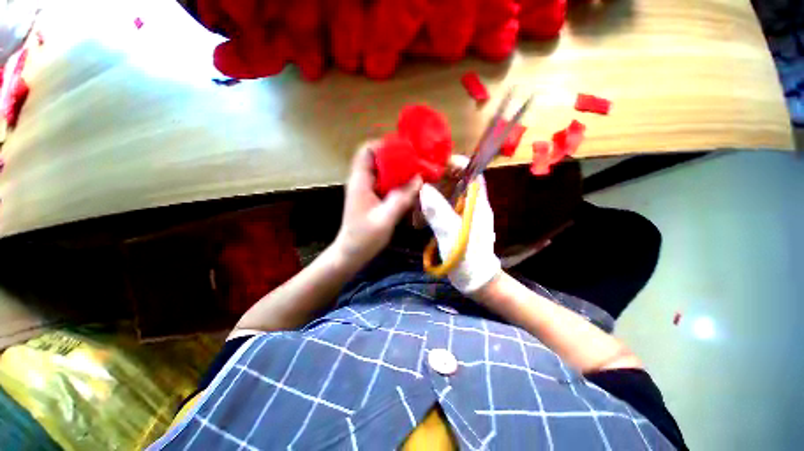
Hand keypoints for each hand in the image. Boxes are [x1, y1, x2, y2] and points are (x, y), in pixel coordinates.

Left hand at [334, 143, 422, 266]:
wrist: (351, 253)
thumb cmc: (364, 237)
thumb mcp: (385, 219)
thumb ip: (402, 199)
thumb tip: (419, 180)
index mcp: (360, 182)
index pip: (367, 151)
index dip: (384, 145)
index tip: (404, 149)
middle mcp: (362, 182)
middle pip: (377, 159)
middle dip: (396, 158)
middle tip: (415, 162)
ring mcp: (366, 190)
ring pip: (383, 172)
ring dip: (398, 171)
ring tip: (416, 172)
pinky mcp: (371, 198)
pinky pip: (385, 184)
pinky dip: (397, 183)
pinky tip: (409, 188)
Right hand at [419, 166, 500, 293]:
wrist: (476, 280)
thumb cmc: (468, 257)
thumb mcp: (452, 233)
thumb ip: (438, 210)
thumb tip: (424, 188)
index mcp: (476, 201)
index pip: (471, 171)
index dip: (455, 163)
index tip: (433, 164)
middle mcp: (470, 202)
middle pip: (454, 180)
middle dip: (435, 181)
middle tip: (415, 185)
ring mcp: (461, 213)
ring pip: (445, 194)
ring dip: (429, 198)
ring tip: (413, 207)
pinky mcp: (453, 222)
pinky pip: (440, 208)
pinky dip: (429, 210)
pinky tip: (418, 220)